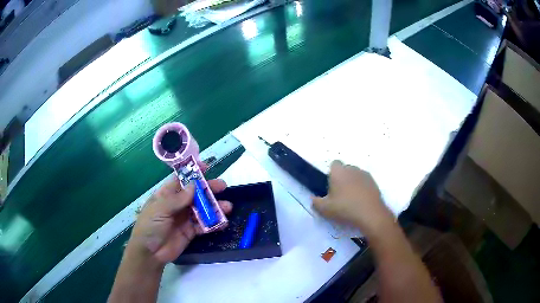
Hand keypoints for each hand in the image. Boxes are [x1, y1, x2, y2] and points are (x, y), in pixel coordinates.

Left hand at [128, 176, 231, 264]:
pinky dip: (214, 224)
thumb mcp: (160, 209)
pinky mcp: (190, 232)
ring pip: (202, 209)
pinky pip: (204, 225)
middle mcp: (177, 204)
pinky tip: (223, 223)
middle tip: (222, 186)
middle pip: (195, 193)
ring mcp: (184, 218)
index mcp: (166, 195)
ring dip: (214, 207)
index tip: (206, 167)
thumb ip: (177, 199)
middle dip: (208, 189)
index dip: (192, 173)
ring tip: (227, 207)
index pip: (180, 179)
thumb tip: (193, 185)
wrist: (150, 253)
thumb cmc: (150, 226)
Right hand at [312, 160, 394, 237]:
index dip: (331, 173)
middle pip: (345, 169)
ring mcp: (365, 175)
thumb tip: (313, 199)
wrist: (370, 214)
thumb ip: (316, 202)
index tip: (330, 186)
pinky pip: (365, 182)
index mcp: (339, 172)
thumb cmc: (345, 208)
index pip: (334, 164)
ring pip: (356, 175)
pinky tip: (361, 201)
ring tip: (351, 199)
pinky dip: (362, 188)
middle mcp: (352, 169)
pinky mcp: (374, 183)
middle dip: (342, 178)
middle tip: (339, 194)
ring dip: (353, 183)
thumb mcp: (325, 209)